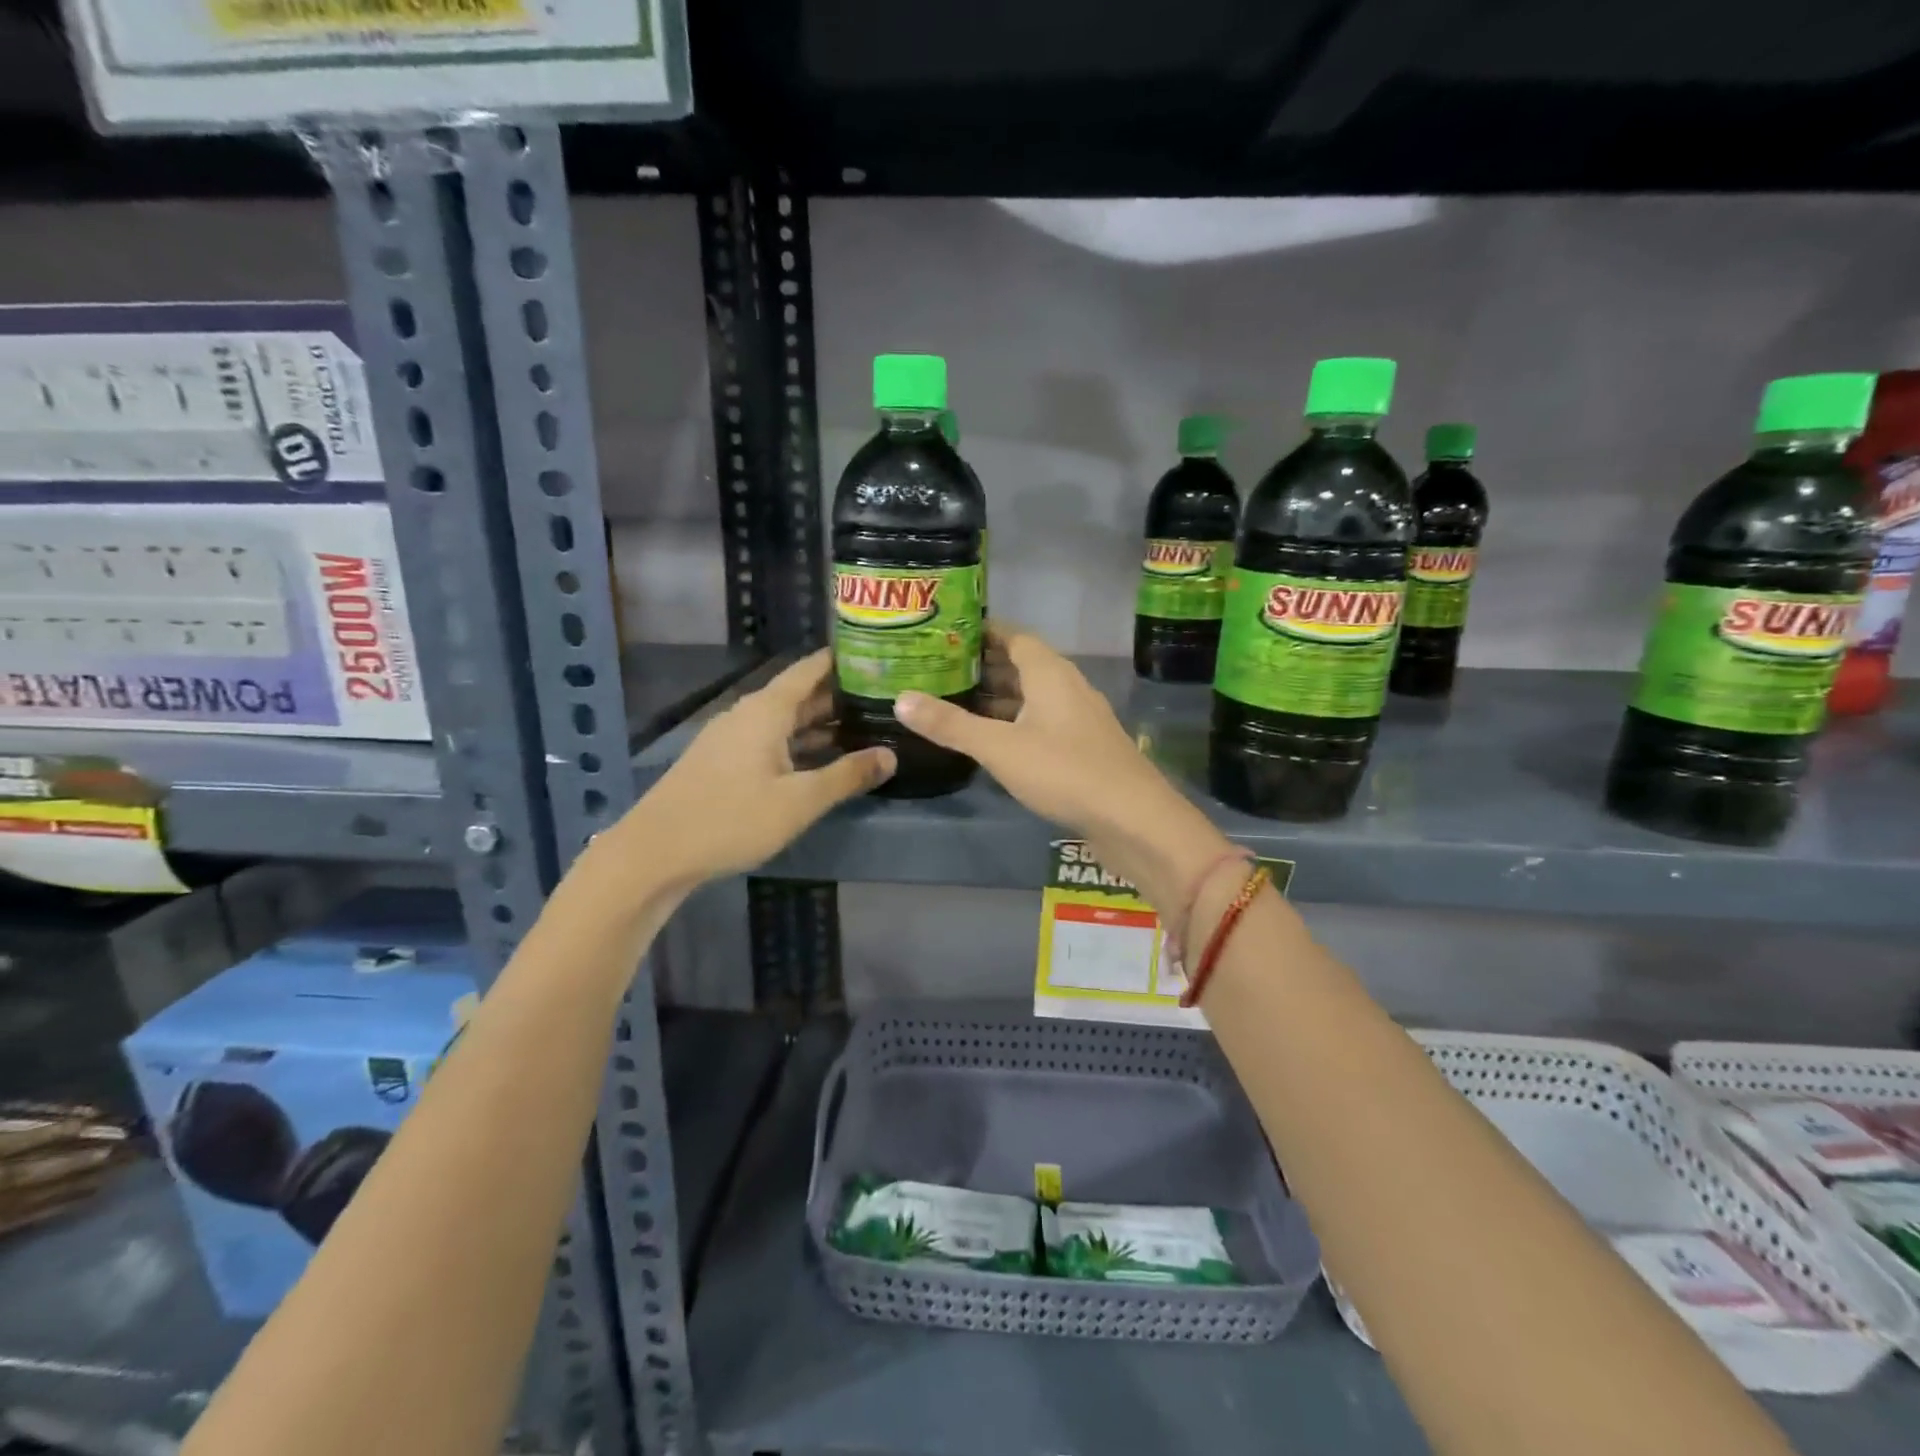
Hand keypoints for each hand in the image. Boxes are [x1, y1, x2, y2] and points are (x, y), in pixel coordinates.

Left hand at [613, 649, 893, 888]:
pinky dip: (799, 744)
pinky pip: (770, 740)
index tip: (878, 656)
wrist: (656, 852)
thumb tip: (891, 755)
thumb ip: (847, 776)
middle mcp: (748, 715)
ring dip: (820, 724)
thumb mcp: (799, 800)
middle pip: (799, 695)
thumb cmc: (732, 818)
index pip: (810, 669)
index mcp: (766, 710)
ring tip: (863, 728)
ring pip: (785, 721)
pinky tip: (821, 761)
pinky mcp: (723, 762)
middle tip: (883, 698)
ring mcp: (732, 738)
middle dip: (839, 695)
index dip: (842, 660)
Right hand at [893, 627, 1228, 906]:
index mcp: (1050, 673)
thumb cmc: (1064, 771)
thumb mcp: (999, 747)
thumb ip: (951, 724)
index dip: (982, 632)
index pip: (1013, 636)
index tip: (947, 633)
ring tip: (956, 702)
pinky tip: (992, 740)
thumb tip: (901, 699)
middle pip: (1022, 665)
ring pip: (1033, 697)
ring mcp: (1079, 718)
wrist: (1133, 818)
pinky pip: (1042, 722)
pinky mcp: (1084, 747)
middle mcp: (1067, 687)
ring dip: (999, 698)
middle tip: (940, 669)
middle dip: (984, 666)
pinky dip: (1015, 723)